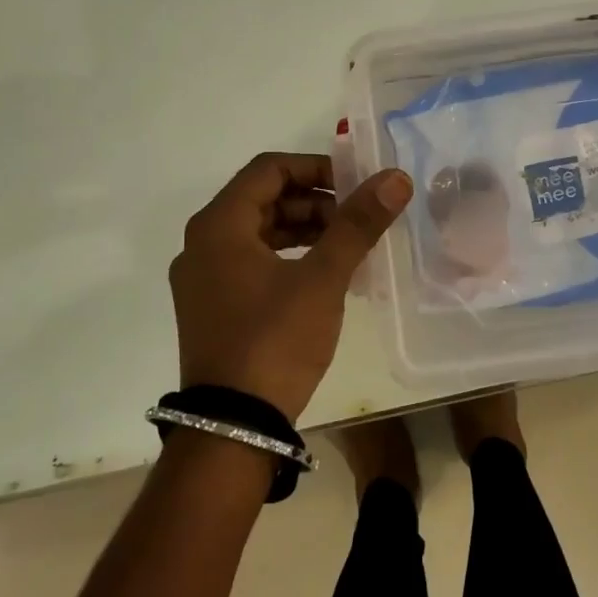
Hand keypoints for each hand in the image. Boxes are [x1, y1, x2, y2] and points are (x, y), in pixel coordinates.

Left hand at [169, 153, 413, 421]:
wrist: (233, 428)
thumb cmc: (275, 340)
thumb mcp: (322, 278)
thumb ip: (357, 223)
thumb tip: (395, 178)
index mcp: (219, 225)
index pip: (269, 169)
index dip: (316, 168)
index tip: (354, 185)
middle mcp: (202, 243)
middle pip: (263, 199)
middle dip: (314, 202)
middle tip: (357, 218)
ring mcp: (203, 278)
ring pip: (259, 232)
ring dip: (304, 229)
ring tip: (348, 245)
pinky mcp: (212, 307)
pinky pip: (252, 262)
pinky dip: (289, 257)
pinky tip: (324, 274)